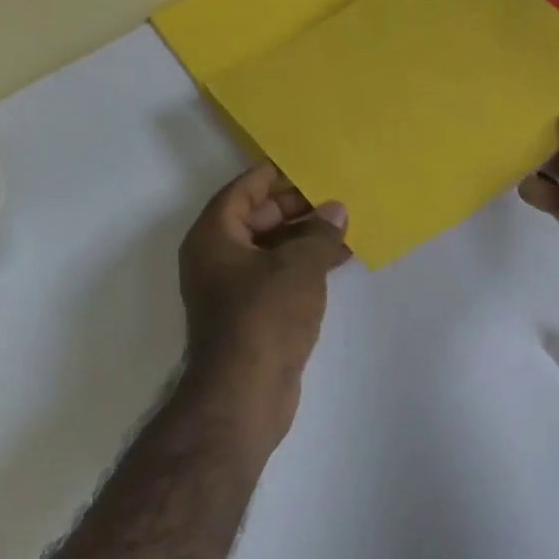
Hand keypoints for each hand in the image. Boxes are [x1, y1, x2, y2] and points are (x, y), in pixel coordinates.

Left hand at [177, 165, 350, 450]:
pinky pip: (277, 280)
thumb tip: (335, 212)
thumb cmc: (265, 316)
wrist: (247, 390)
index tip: (309, 168)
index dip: (275, 176)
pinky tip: (336, 265)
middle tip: (336, 200)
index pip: (242, 191)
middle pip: (255, 221)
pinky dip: (302, 269)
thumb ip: (318, 233)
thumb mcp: (298, 266)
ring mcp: (232, 293)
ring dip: (303, 241)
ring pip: (269, 253)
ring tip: (345, 230)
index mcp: (213, 237)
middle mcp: (216, 261)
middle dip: (296, 209)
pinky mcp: (251, 319)